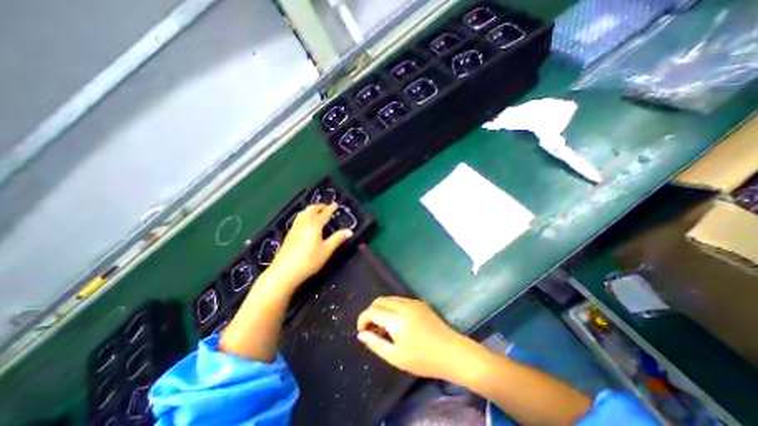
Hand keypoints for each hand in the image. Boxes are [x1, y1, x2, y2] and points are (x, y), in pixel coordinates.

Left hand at [267, 202, 352, 286]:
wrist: (284, 272)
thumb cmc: (309, 261)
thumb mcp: (326, 250)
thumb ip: (337, 239)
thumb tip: (350, 231)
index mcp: (314, 225)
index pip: (324, 214)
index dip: (331, 209)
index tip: (336, 204)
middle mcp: (304, 223)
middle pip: (311, 209)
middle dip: (320, 206)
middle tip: (327, 208)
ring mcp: (295, 228)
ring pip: (303, 213)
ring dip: (311, 209)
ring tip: (317, 212)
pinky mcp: (289, 234)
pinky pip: (298, 218)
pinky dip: (305, 215)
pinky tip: (306, 223)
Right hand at [357, 296, 474, 382]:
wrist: (452, 352)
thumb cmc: (423, 360)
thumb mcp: (396, 357)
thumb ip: (375, 344)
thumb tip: (361, 335)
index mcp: (396, 319)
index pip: (372, 311)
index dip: (363, 320)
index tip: (362, 332)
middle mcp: (403, 305)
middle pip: (379, 301)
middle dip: (371, 313)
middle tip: (372, 330)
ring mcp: (412, 302)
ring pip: (389, 299)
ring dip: (381, 309)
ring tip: (384, 327)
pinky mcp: (419, 302)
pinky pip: (399, 300)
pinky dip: (391, 308)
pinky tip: (396, 322)